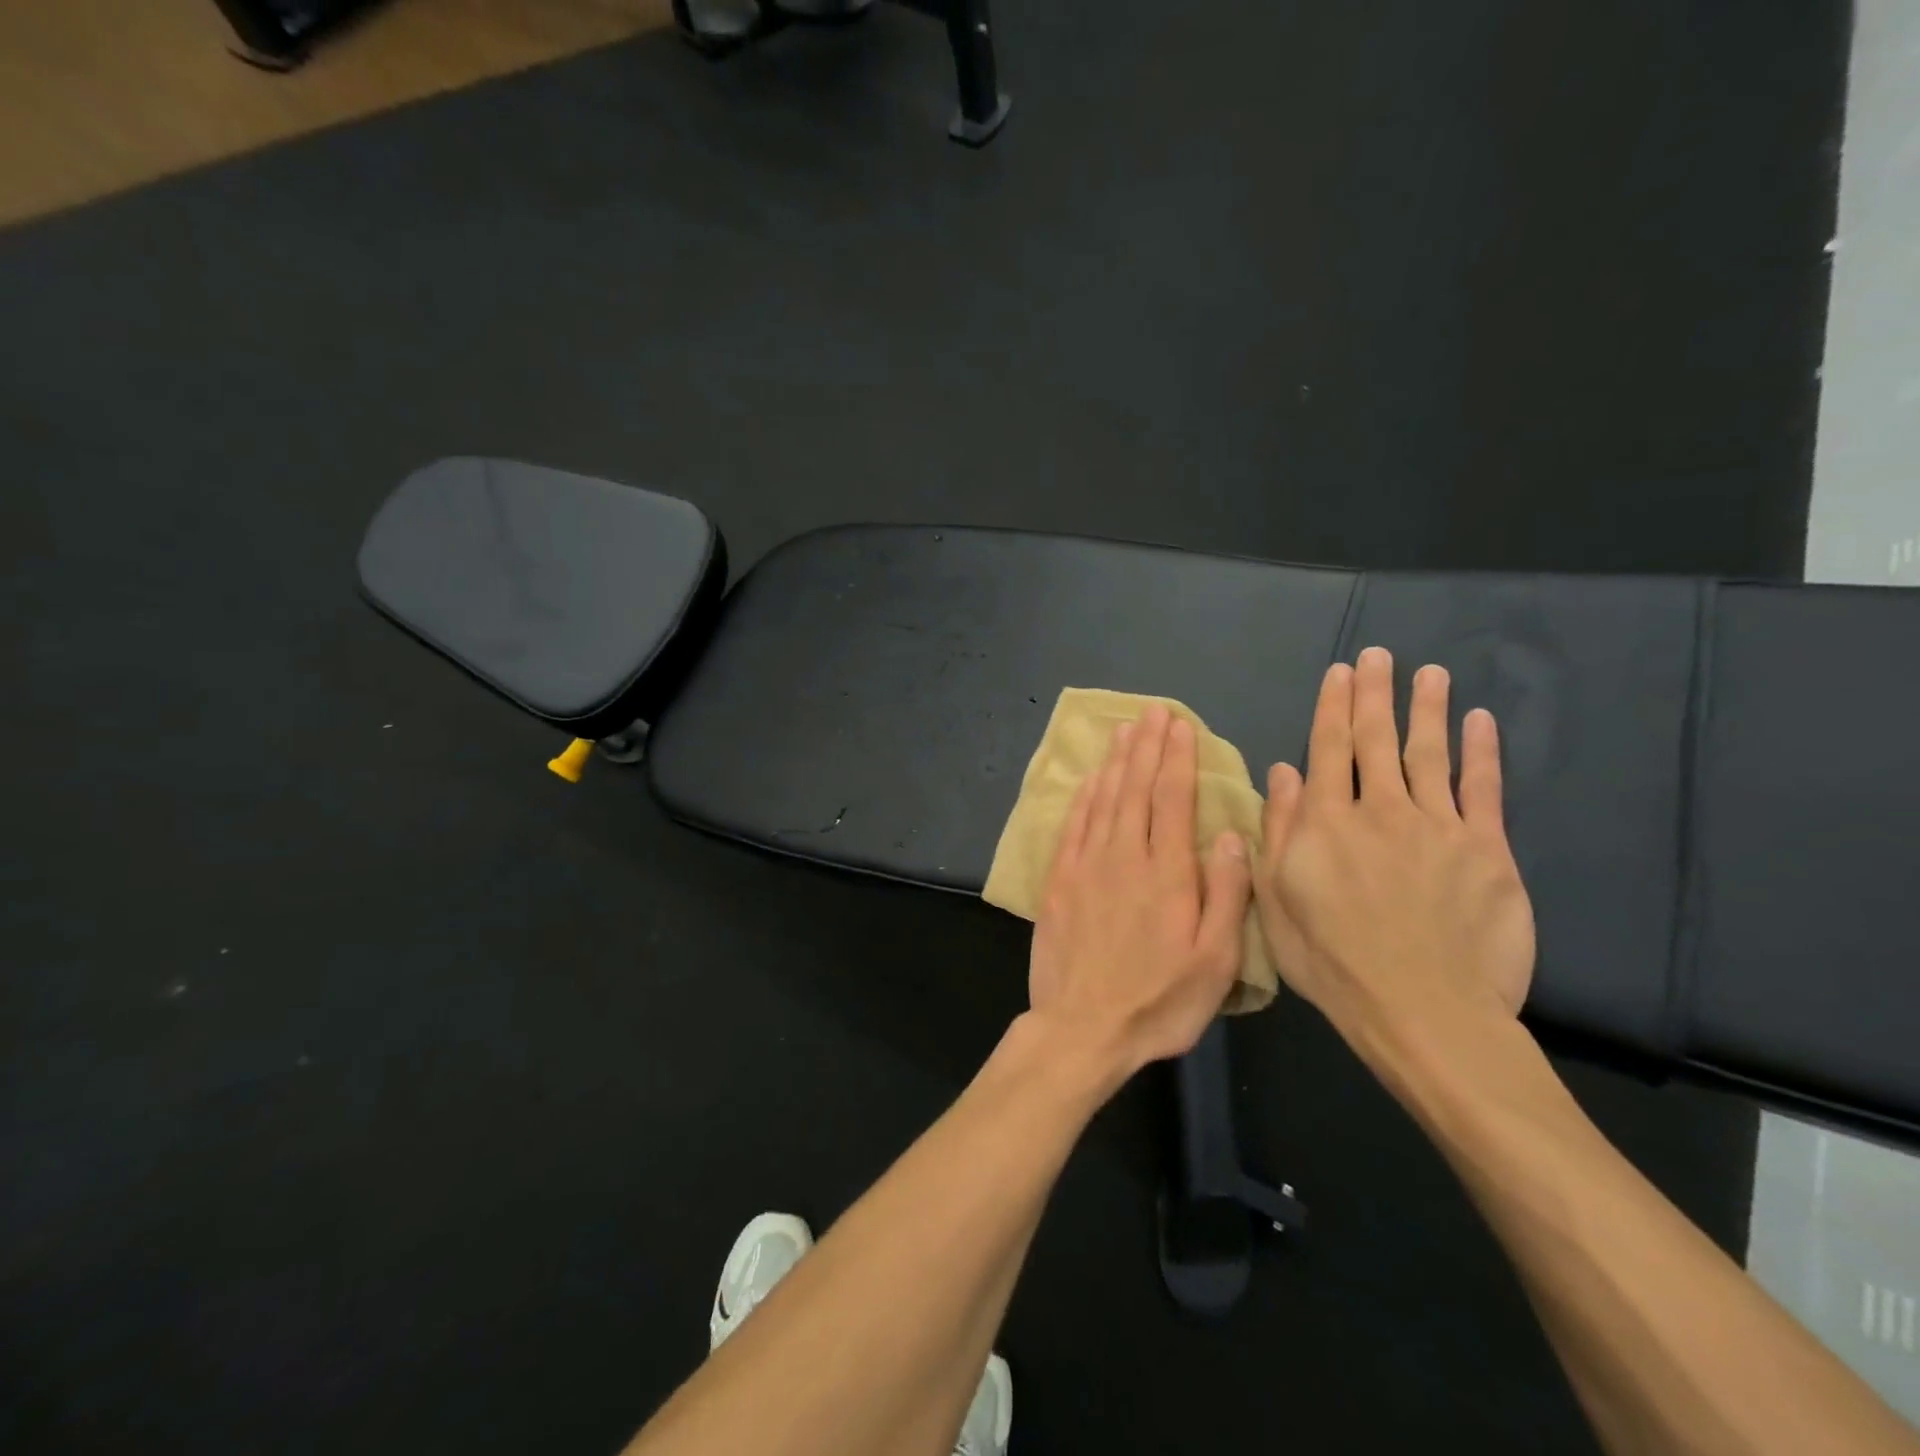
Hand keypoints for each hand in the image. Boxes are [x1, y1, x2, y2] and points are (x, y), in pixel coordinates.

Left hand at [1028, 704, 1252, 1077]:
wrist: (1082, 1029)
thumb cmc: (1158, 1002)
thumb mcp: (1214, 961)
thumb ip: (1226, 894)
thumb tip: (1230, 835)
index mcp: (1167, 874)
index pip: (1172, 799)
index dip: (1177, 758)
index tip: (1181, 726)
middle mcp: (1124, 857)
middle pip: (1135, 788)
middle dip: (1147, 746)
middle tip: (1153, 711)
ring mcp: (1085, 866)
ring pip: (1103, 800)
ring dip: (1115, 761)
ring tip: (1124, 729)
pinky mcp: (1058, 881)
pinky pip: (1073, 825)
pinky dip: (1084, 796)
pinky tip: (1091, 778)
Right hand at [1255, 647, 1535, 1046]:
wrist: (1423, 1010)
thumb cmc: (1333, 961)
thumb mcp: (1277, 901)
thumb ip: (1279, 831)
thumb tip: (1282, 773)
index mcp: (1327, 823)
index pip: (1327, 750)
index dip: (1332, 708)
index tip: (1339, 673)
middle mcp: (1381, 811)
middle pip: (1375, 740)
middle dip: (1374, 694)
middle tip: (1379, 655)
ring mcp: (1438, 827)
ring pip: (1429, 754)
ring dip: (1427, 710)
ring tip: (1429, 674)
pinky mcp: (1488, 851)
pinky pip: (1484, 790)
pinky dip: (1482, 753)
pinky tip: (1481, 723)